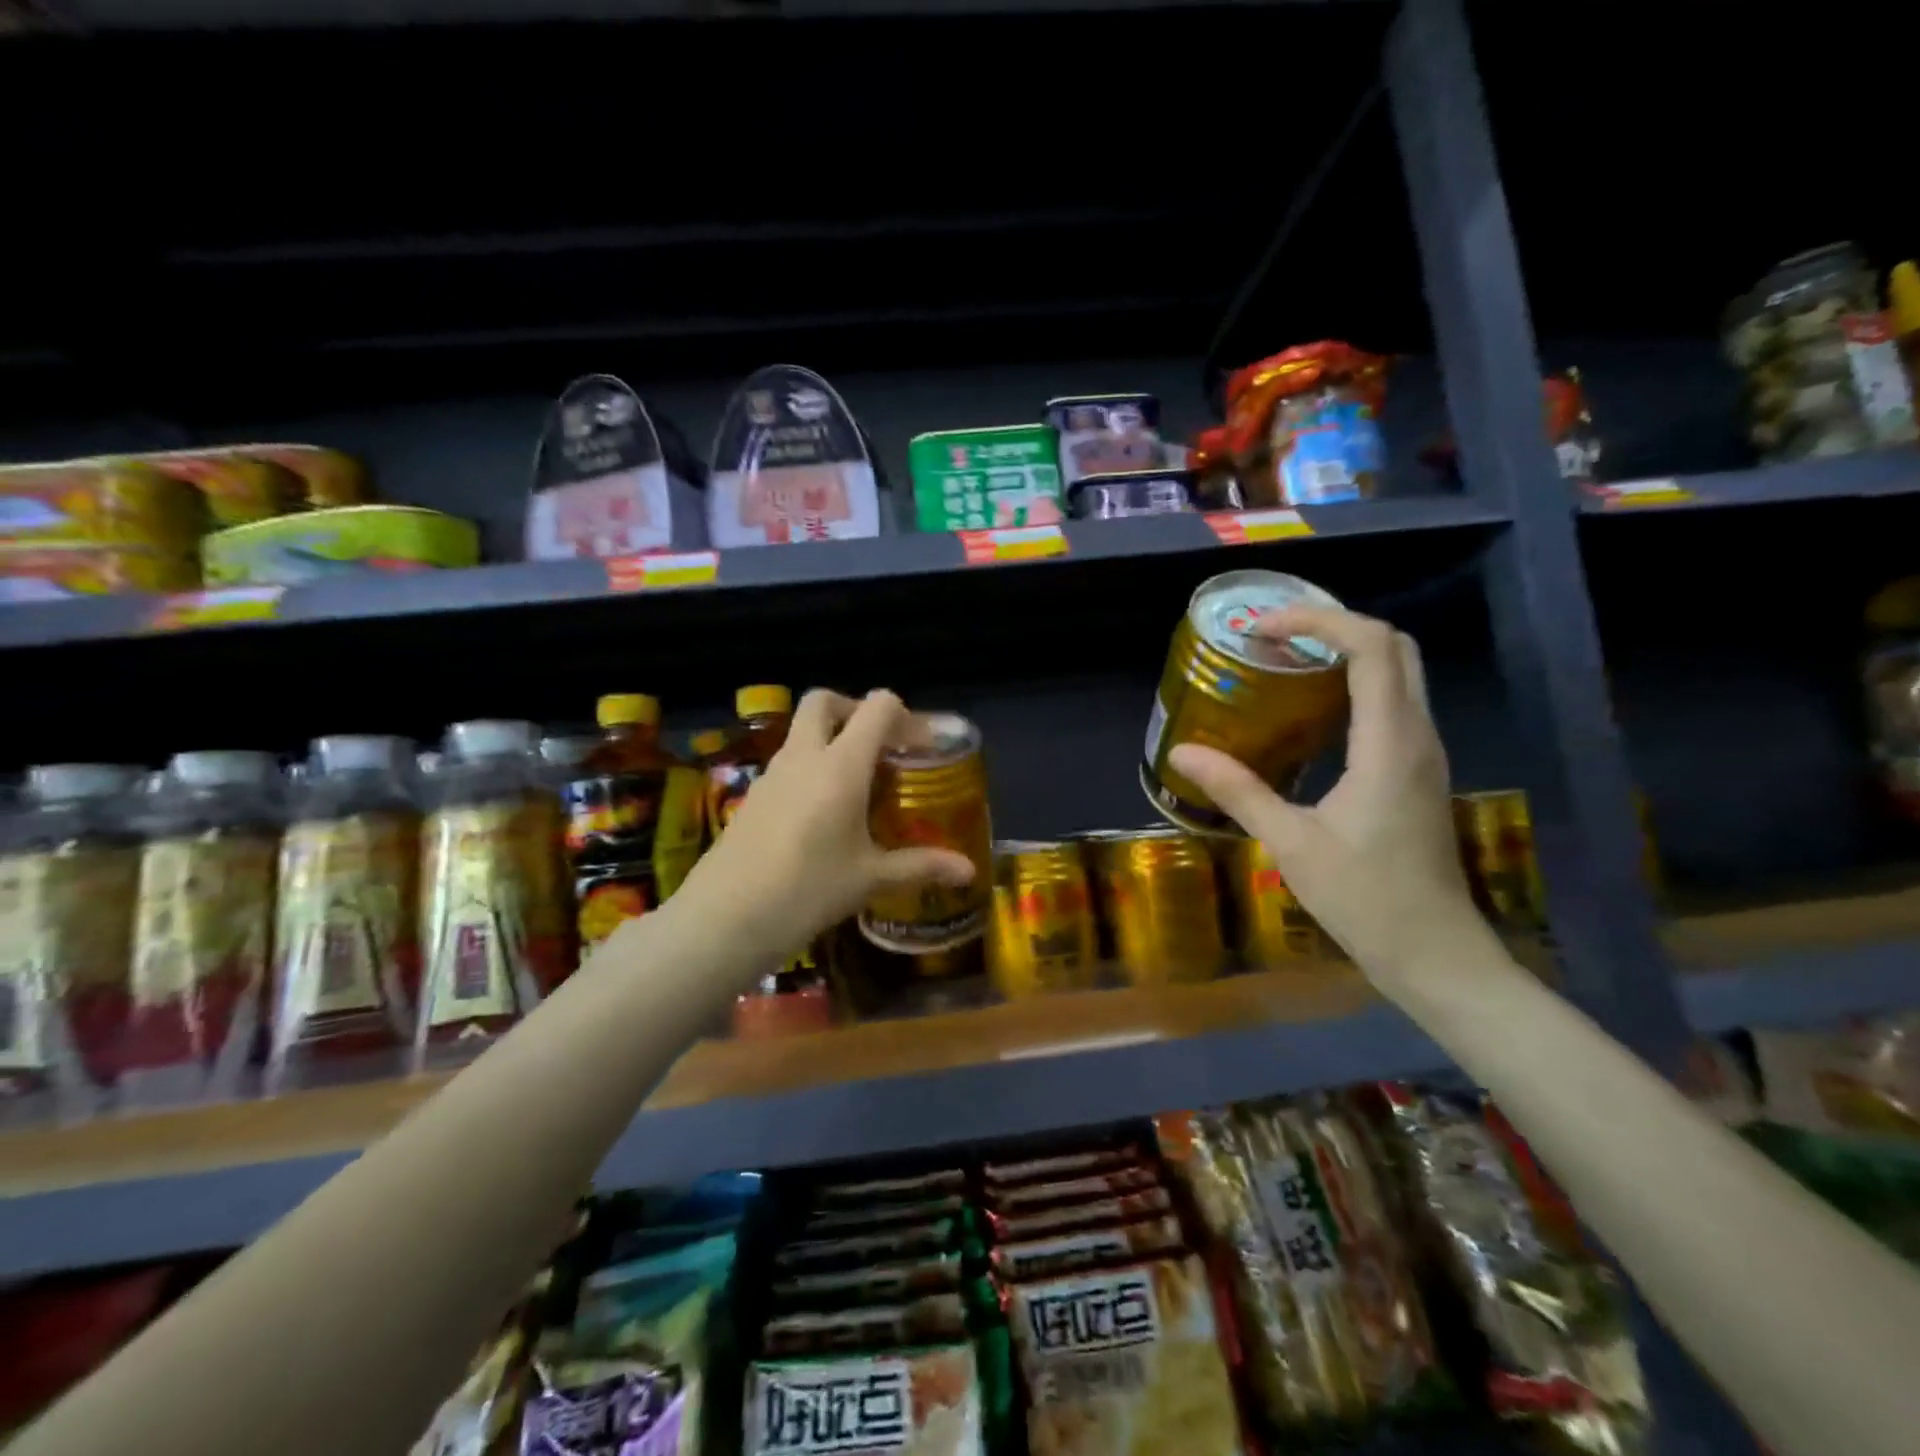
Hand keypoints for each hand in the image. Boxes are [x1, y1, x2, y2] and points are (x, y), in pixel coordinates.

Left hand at [674, 690, 976, 973]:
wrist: (725, 918)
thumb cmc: (807, 890)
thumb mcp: (870, 879)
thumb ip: (921, 866)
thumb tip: (968, 871)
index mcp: (841, 765)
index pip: (877, 707)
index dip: (905, 717)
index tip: (922, 748)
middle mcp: (804, 756)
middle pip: (824, 701)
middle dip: (854, 710)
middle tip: (879, 747)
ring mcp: (771, 774)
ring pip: (800, 732)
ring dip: (830, 740)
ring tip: (856, 785)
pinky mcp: (752, 795)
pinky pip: (786, 763)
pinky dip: (809, 768)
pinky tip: (822, 814)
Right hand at [1167, 604, 1486, 983]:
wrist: (1434, 952)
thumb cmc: (1364, 897)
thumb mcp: (1290, 842)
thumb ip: (1237, 790)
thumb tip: (1181, 753)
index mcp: (1389, 742)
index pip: (1371, 646)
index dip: (1318, 619)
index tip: (1263, 628)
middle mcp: (1416, 734)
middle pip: (1395, 646)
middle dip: (1335, 625)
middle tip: (1274, 637)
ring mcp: (1424, 753)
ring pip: (1399, 673)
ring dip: (1346, 653)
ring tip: (1285, 663)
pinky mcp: (1418, 772)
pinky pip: (1393, 703)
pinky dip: (1355, 685)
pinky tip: (1309, 713)